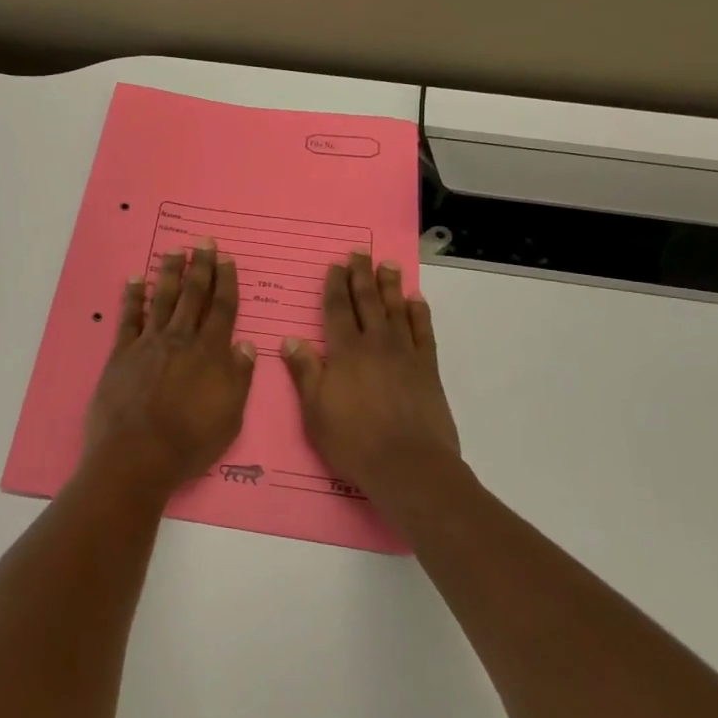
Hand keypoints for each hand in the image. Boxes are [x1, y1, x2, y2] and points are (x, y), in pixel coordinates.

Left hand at [82, 244, 256, 503]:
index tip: (227, 259)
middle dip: (201, 266)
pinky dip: (133, 296)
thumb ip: (239, 378)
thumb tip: (247, 346)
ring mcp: (149, 343)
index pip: (222, 309)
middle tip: (204, 241)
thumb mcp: (230, 417)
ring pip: (163, 299)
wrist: (136, 455)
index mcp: (211, 353)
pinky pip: (129, 318)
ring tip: (175, 250)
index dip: (226, 282)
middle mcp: (181, 339)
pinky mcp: (122, 353)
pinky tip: (136, 278)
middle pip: (193, 295)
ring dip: (170, 272)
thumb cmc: (190, 442)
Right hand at [281, 254, 460, 503]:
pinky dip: (419, 313)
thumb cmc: (353, 441)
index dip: (335, 286)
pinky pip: (423, 331)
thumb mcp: (315, 410)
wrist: (408, 464)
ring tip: (388, 265)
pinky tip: (415, 300)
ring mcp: (404, 354)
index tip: (335, 266)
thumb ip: (305, 371)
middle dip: (361, 276)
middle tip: (361, 252)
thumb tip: (290, 339)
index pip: (337, 310)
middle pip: (367, 302)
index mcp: (344, 352)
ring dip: (390, 286)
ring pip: (396, 310)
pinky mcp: (427, 368)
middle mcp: (375, 344)